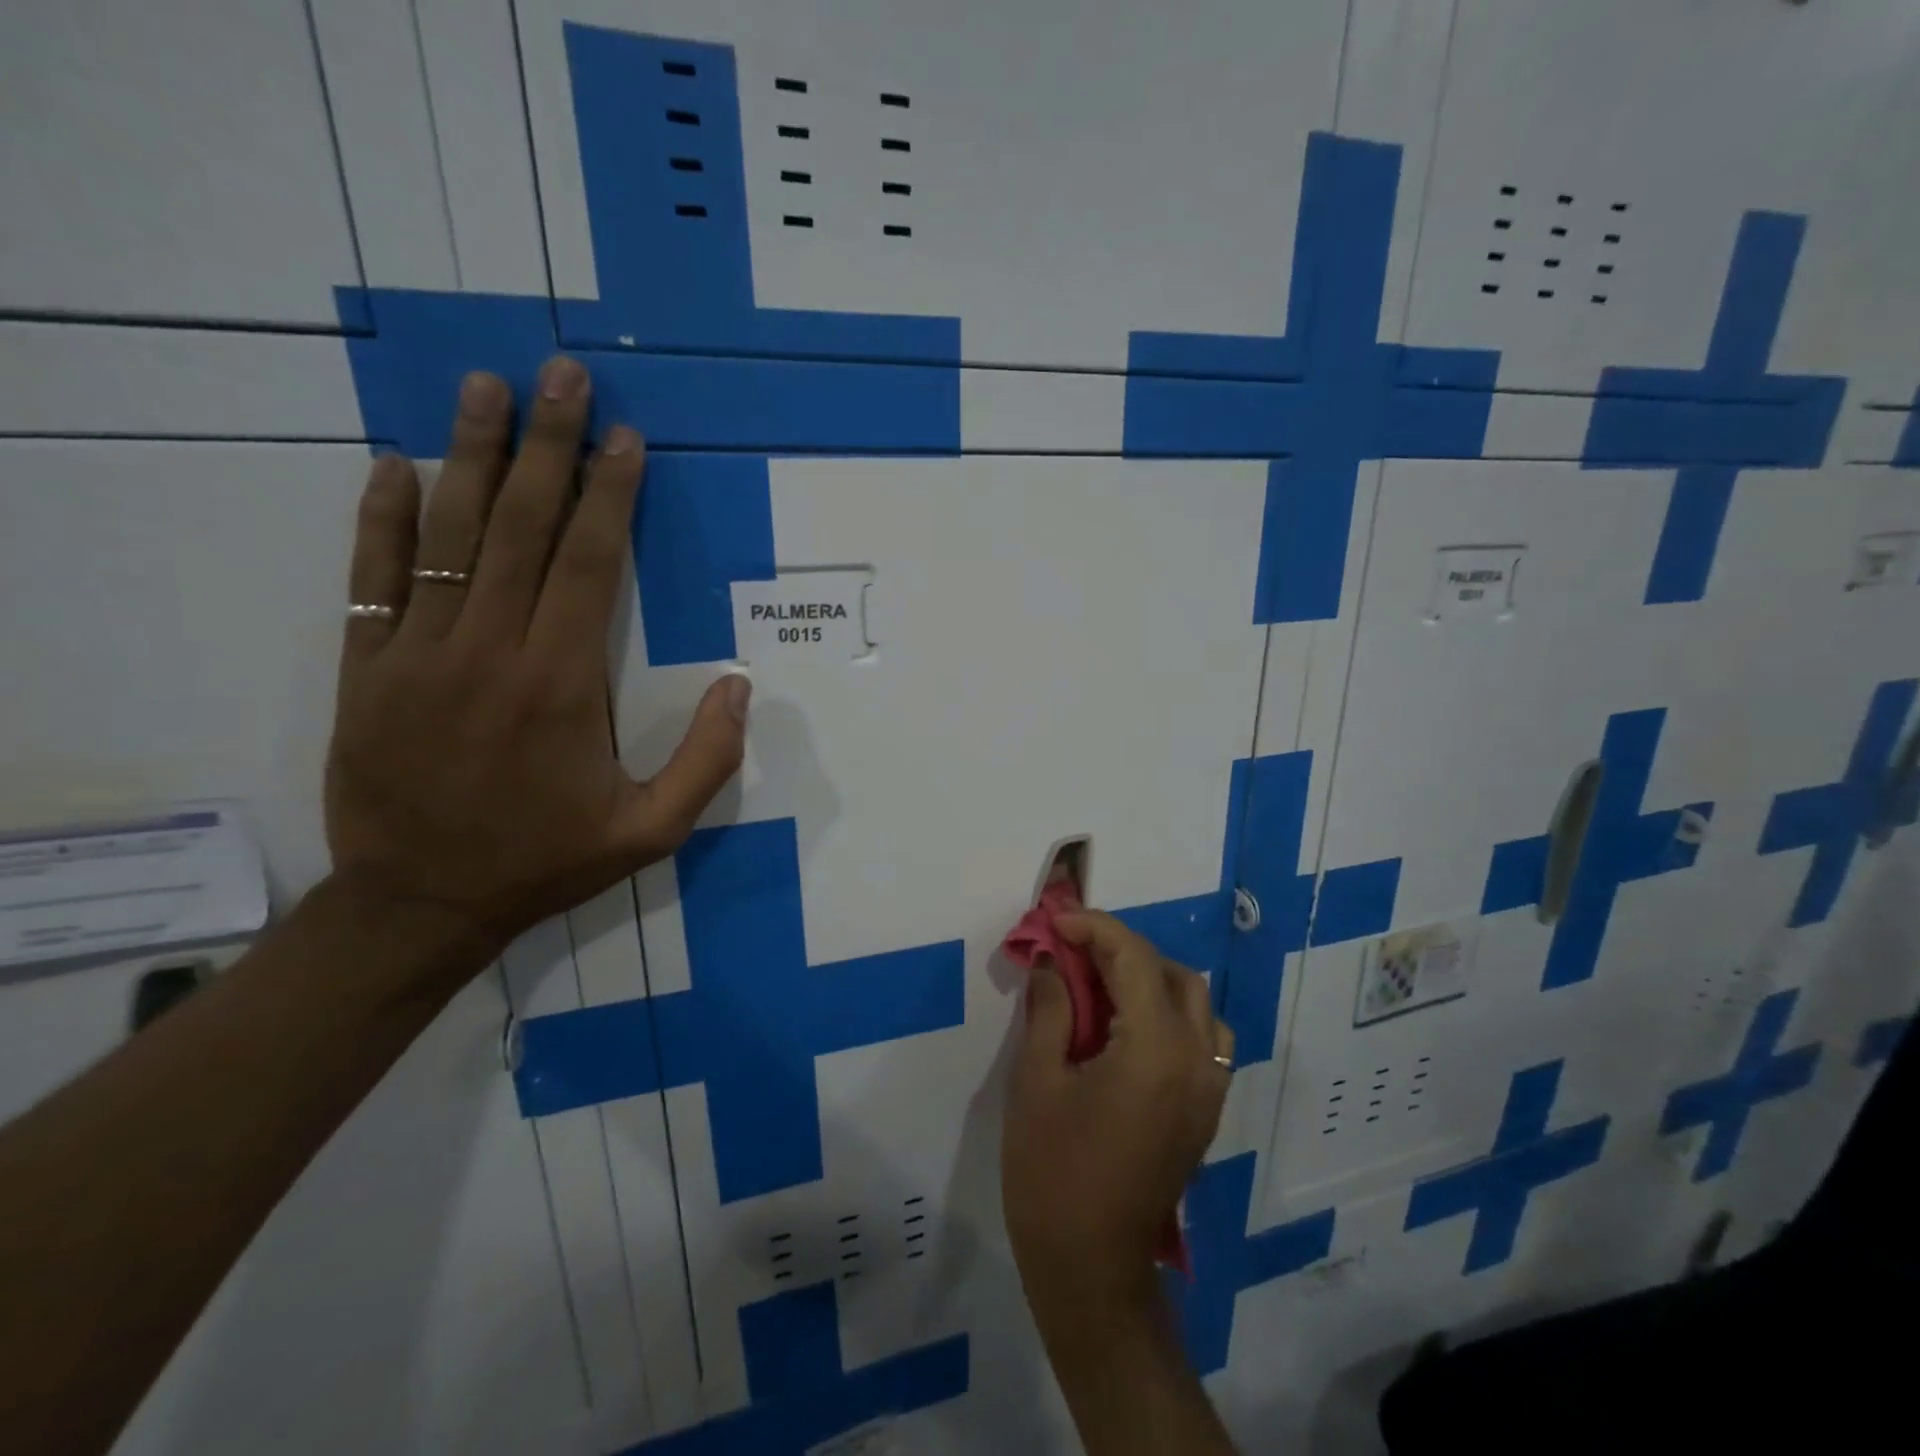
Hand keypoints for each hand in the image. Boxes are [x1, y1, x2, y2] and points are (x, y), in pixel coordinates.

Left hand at [322, 359, 747, 973]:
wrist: (420, 904)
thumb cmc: (546, 861)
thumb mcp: (651, 832)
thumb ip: (707, 761)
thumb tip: (740, 686)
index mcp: (563, 683)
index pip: (592, 563)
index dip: (611, 494)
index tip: (625, 438)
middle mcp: (492, 650)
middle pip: (525, 527)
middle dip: (550, 445)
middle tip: (563, 374)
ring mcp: (420, 653)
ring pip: (451, 535)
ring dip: (473, 455)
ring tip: (487, 387)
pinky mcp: (368, 668)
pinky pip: (375, 577)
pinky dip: (385, 519)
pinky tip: (398, 466)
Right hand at [1002, 911, 1233, 1331]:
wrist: (1092, 1270)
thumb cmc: (1053, 1174)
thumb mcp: (1037, 1082)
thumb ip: (1050, 1009)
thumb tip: (1051, 960)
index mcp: (1156, 1050)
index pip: (1134, 958)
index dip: (1094, 928)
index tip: (1055, 922)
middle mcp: (1197, 1060)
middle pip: (1172, 974)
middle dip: (1122, 949)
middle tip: (1072, 950)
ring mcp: (1210, 1087)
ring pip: (1194, 1002)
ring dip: (1149, 977)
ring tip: (1098, 983)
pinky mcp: (1206, 1109)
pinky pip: (1200, 1036)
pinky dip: (1166, 1011)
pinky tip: (1124, 1025)